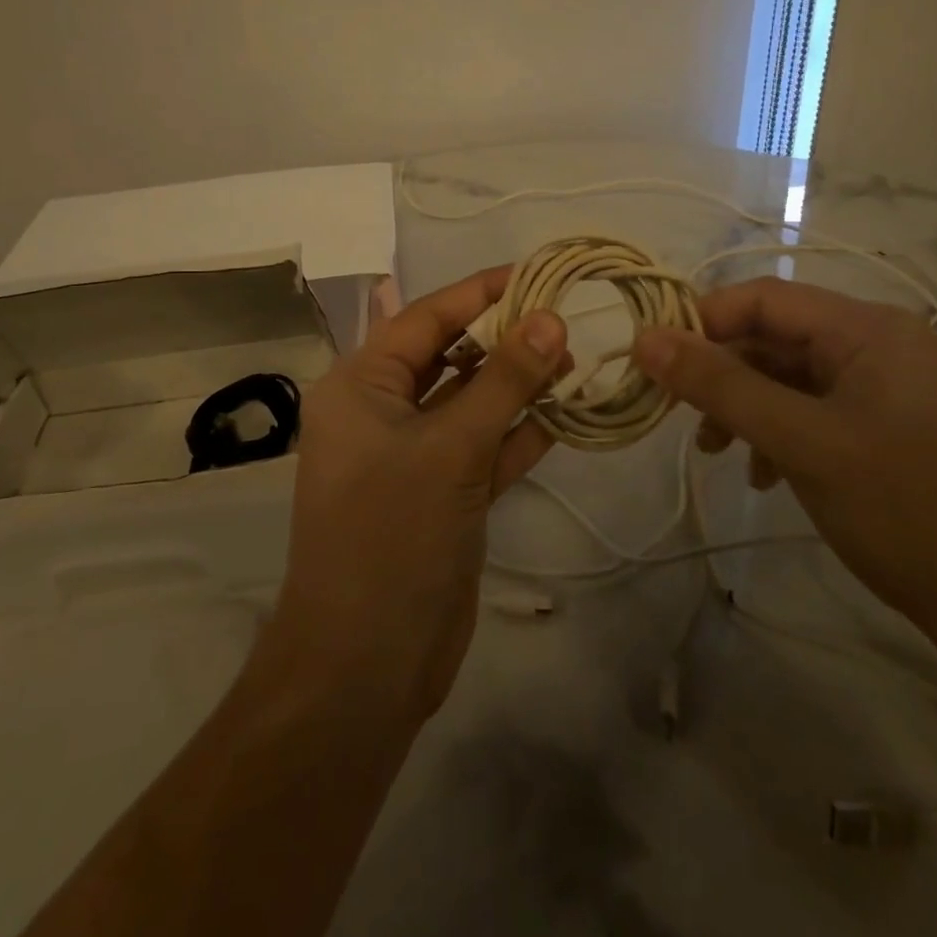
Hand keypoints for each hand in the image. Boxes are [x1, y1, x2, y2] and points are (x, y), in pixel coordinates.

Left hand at [268, 267, 567, 722]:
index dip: (480, 292)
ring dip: (518, 386)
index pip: (425, 318)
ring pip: (471, 404)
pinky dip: (519, 433)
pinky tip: (566, 415)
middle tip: (568, 318)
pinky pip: (483, 448)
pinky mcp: (442, 494)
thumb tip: (551, 317)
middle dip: (505, 339)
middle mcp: (382, 412)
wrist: (366, 664)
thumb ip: (504, 381)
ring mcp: (413, 456)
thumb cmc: (392, 536)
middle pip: (450, 357)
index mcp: (361, 386)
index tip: (537, 273)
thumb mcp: (451, 448)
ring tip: (576, 361)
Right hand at [632, 278, 936, 665]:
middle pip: (773, 338)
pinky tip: (763, 475)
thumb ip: (721, 386)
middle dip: (721, 372)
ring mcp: (882, 390)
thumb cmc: (908, 510)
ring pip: (787, 378)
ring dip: (743, 407)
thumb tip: (645, 339)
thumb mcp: (803, 443)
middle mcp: (876, 345)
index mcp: (867, 329)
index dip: (701, 322)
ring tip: (714, 450)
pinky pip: (810, 412)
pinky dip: (776, 434)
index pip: (762, 298)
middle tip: (676, 414)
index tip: (652, 362)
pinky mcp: (882, 430)